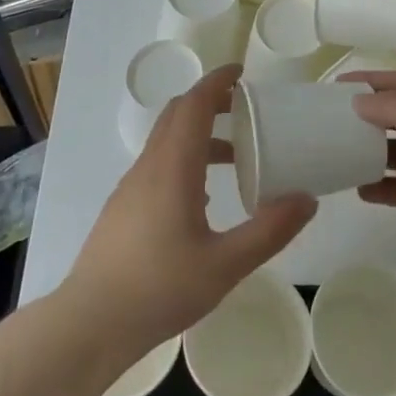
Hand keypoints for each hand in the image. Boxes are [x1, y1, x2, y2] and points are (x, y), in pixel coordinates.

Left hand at [67, 65, 315, 356]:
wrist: (89, 324)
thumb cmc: (158, 289)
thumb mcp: (225, 265)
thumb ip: (269, 231)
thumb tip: (307, 199)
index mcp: (173, 166)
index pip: (194, 104)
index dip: (217, 81)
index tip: (242, 72)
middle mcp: (150, 165)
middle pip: (178, 114)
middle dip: (210, 101)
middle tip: (245, 108)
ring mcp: (132, 186)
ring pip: (166, 140)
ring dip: (199, 133)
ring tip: (235, 156)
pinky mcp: (123, 207)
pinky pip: (158, 164)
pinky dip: (184, 158)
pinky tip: (202, 198)